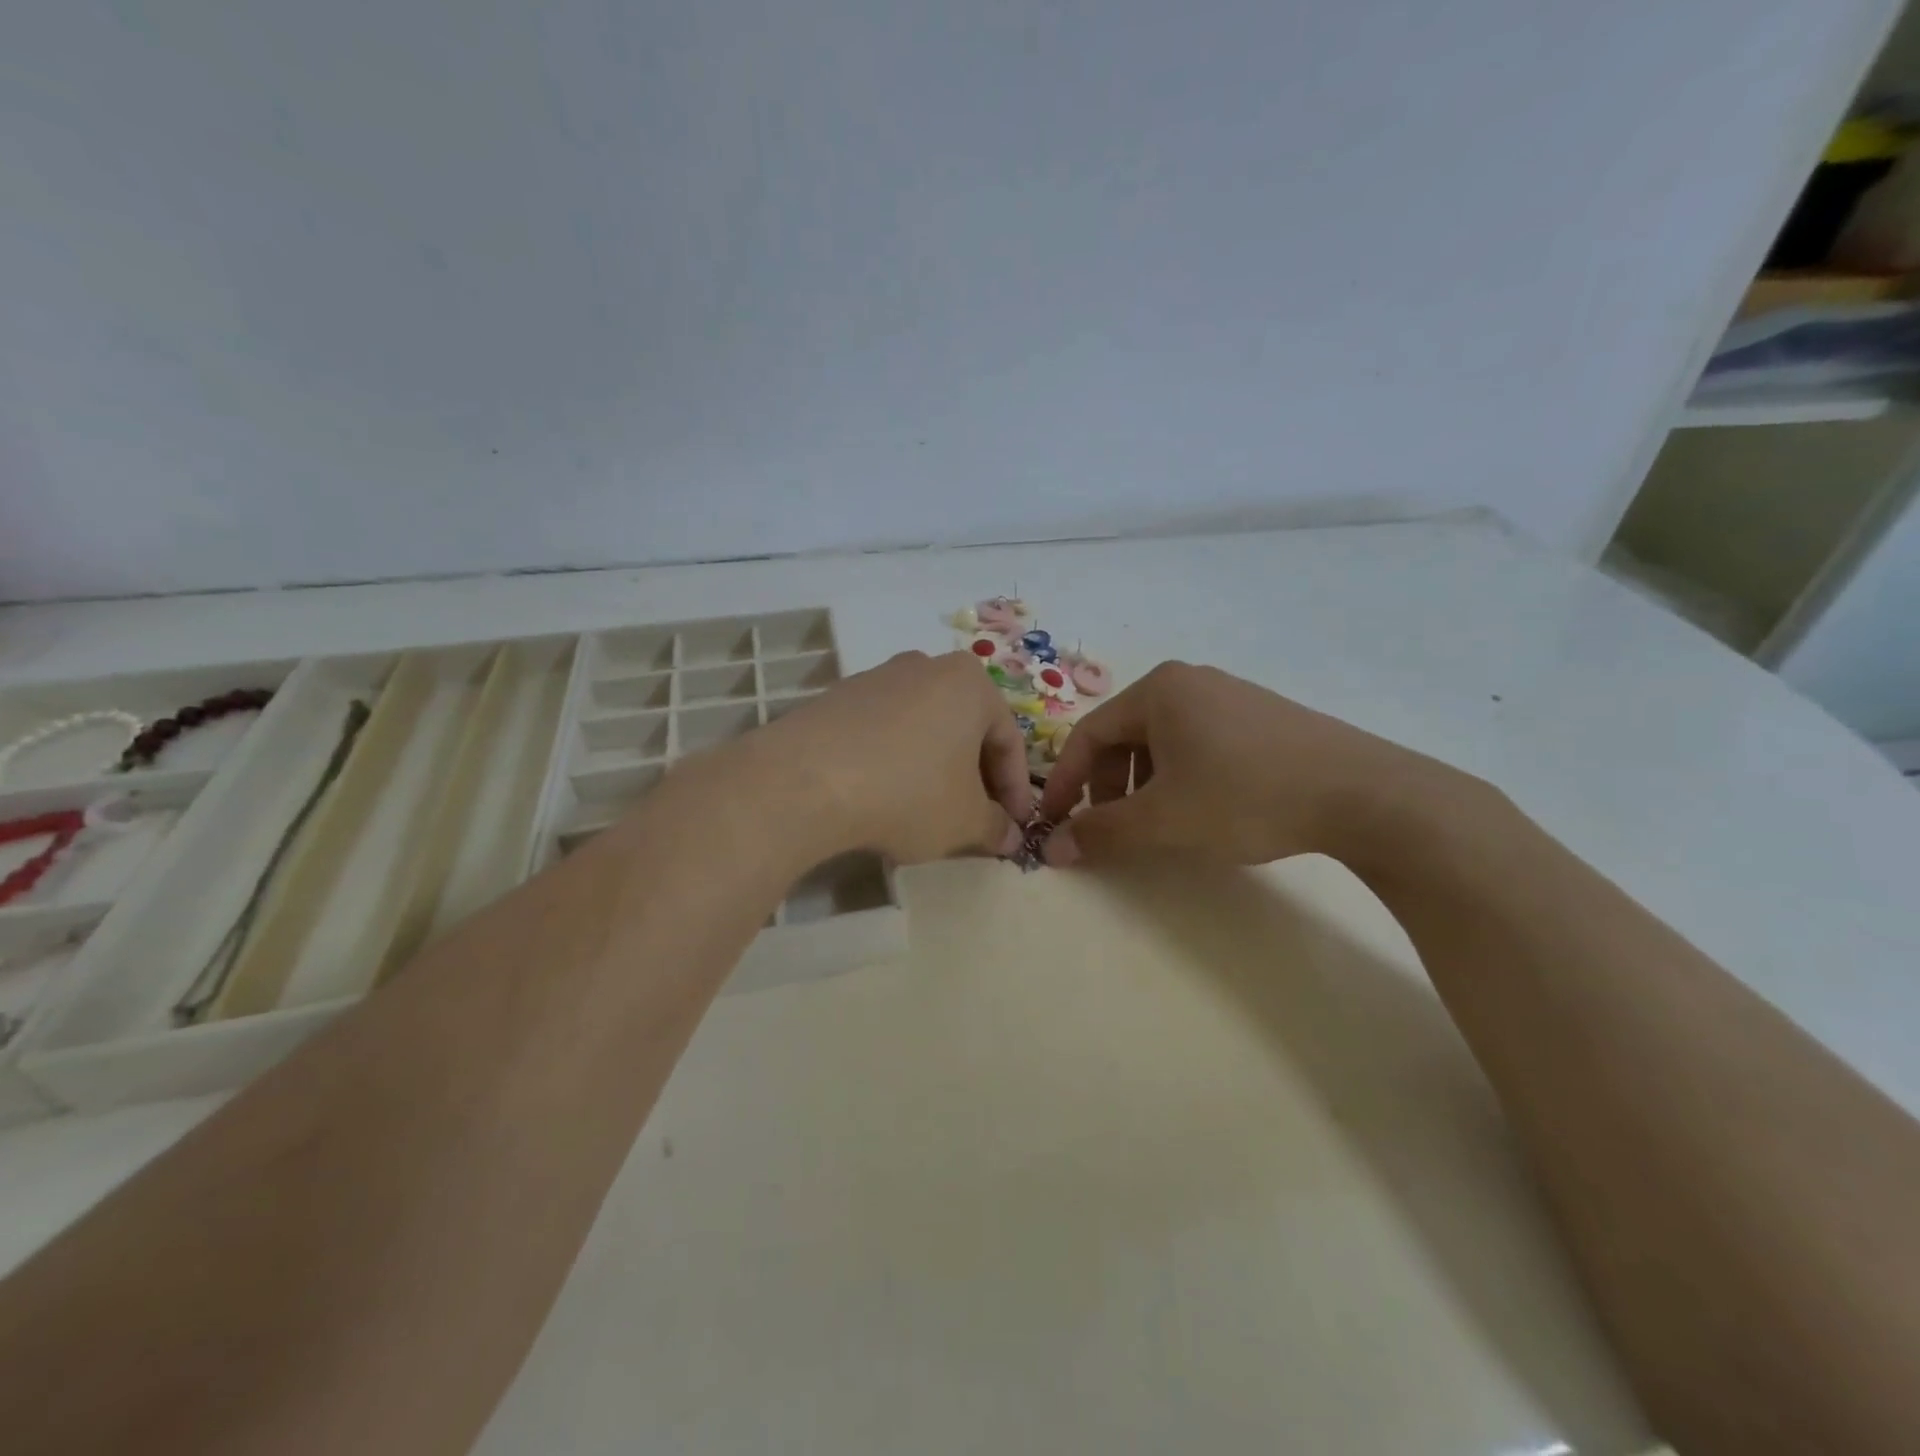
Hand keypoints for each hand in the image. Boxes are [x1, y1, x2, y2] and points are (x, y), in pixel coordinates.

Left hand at [750, 650, 1033, 864]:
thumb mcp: (965, 821)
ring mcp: (876, 678)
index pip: (1008, 740)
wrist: (806, 781)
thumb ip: (996, 828)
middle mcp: (925, 667)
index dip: (1016, 790)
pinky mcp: (837, 698)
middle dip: (975, 778)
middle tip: (977, 819)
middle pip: (965, 729)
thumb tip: (1009, 836)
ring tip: (929, 813)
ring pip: (924, 730)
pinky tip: (884, 798)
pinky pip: (883, 733)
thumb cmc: (909, 793)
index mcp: (970, 683)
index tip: (1015, 826)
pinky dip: (895, 763)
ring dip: (935, 770)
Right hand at [1037, 662, 1455, 867]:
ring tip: (1158, 823)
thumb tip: (1052, 849)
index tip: (1053, 823)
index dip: (1064, 782)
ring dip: (1143, 784)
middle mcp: (1188, 682)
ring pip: (1161, 741)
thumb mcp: (1163, 819)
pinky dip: (1180, 776)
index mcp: (1158, 691)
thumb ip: (1102, 832)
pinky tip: (1202, 807)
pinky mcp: (1259, 715)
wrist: (1361, 793)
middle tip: (1113, 828)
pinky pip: (1198, 742)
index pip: (1088, 734)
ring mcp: (1228, 695)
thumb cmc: (1245, 796)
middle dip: (1108, 786)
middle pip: (1124, 735)